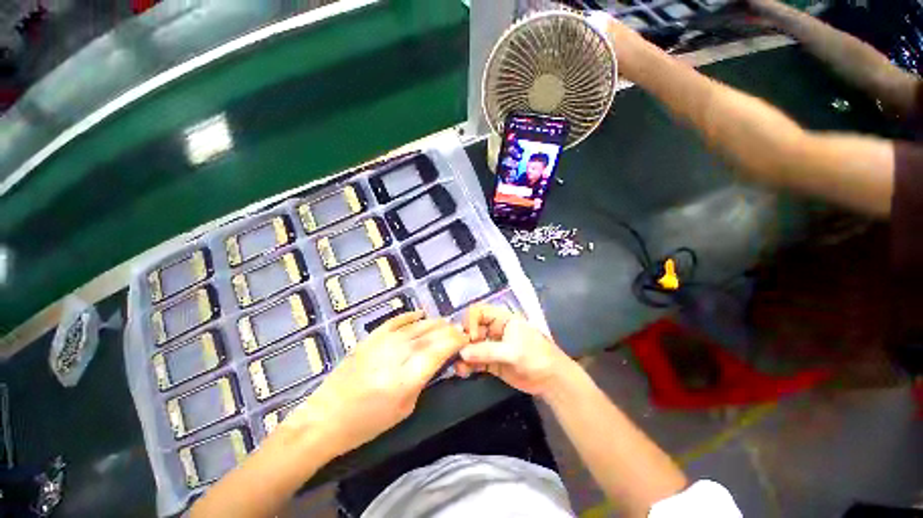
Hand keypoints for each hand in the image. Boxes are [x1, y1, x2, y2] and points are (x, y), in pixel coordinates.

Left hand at [283, 312, 467, 454]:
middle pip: (432, 333)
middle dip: (449, 330)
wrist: (326, 417)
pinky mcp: (371, 337)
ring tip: (444, 323)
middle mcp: (400, 352)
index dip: (457, 340)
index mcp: (410, 374)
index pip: (442, 348)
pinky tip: (421, 313)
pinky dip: (410, 315)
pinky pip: (396, 320)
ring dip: (434, 322)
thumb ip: (423, 380)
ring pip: (417, 324)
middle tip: (458, 331)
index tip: (465, 339)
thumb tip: (436, 361)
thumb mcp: (405, 408)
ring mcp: (384, 341)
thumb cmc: (368, 422)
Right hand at [456, 304, 573, 396]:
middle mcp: (494, 330)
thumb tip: (462, 352)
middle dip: (463, 340)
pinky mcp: (491, 362)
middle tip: (457, 353)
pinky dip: (468, 365)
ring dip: (463, 354)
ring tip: (458, 366)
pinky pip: (475, 360)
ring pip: (472, 346)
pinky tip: (463, 371)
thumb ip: (487, 351)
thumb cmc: (535, 356)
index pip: (479, 312)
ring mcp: (492, 346)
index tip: (471, 337)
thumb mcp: (512, 351)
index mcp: (501, 319)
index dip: (471, 321)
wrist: (551, 380)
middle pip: (472, 329)